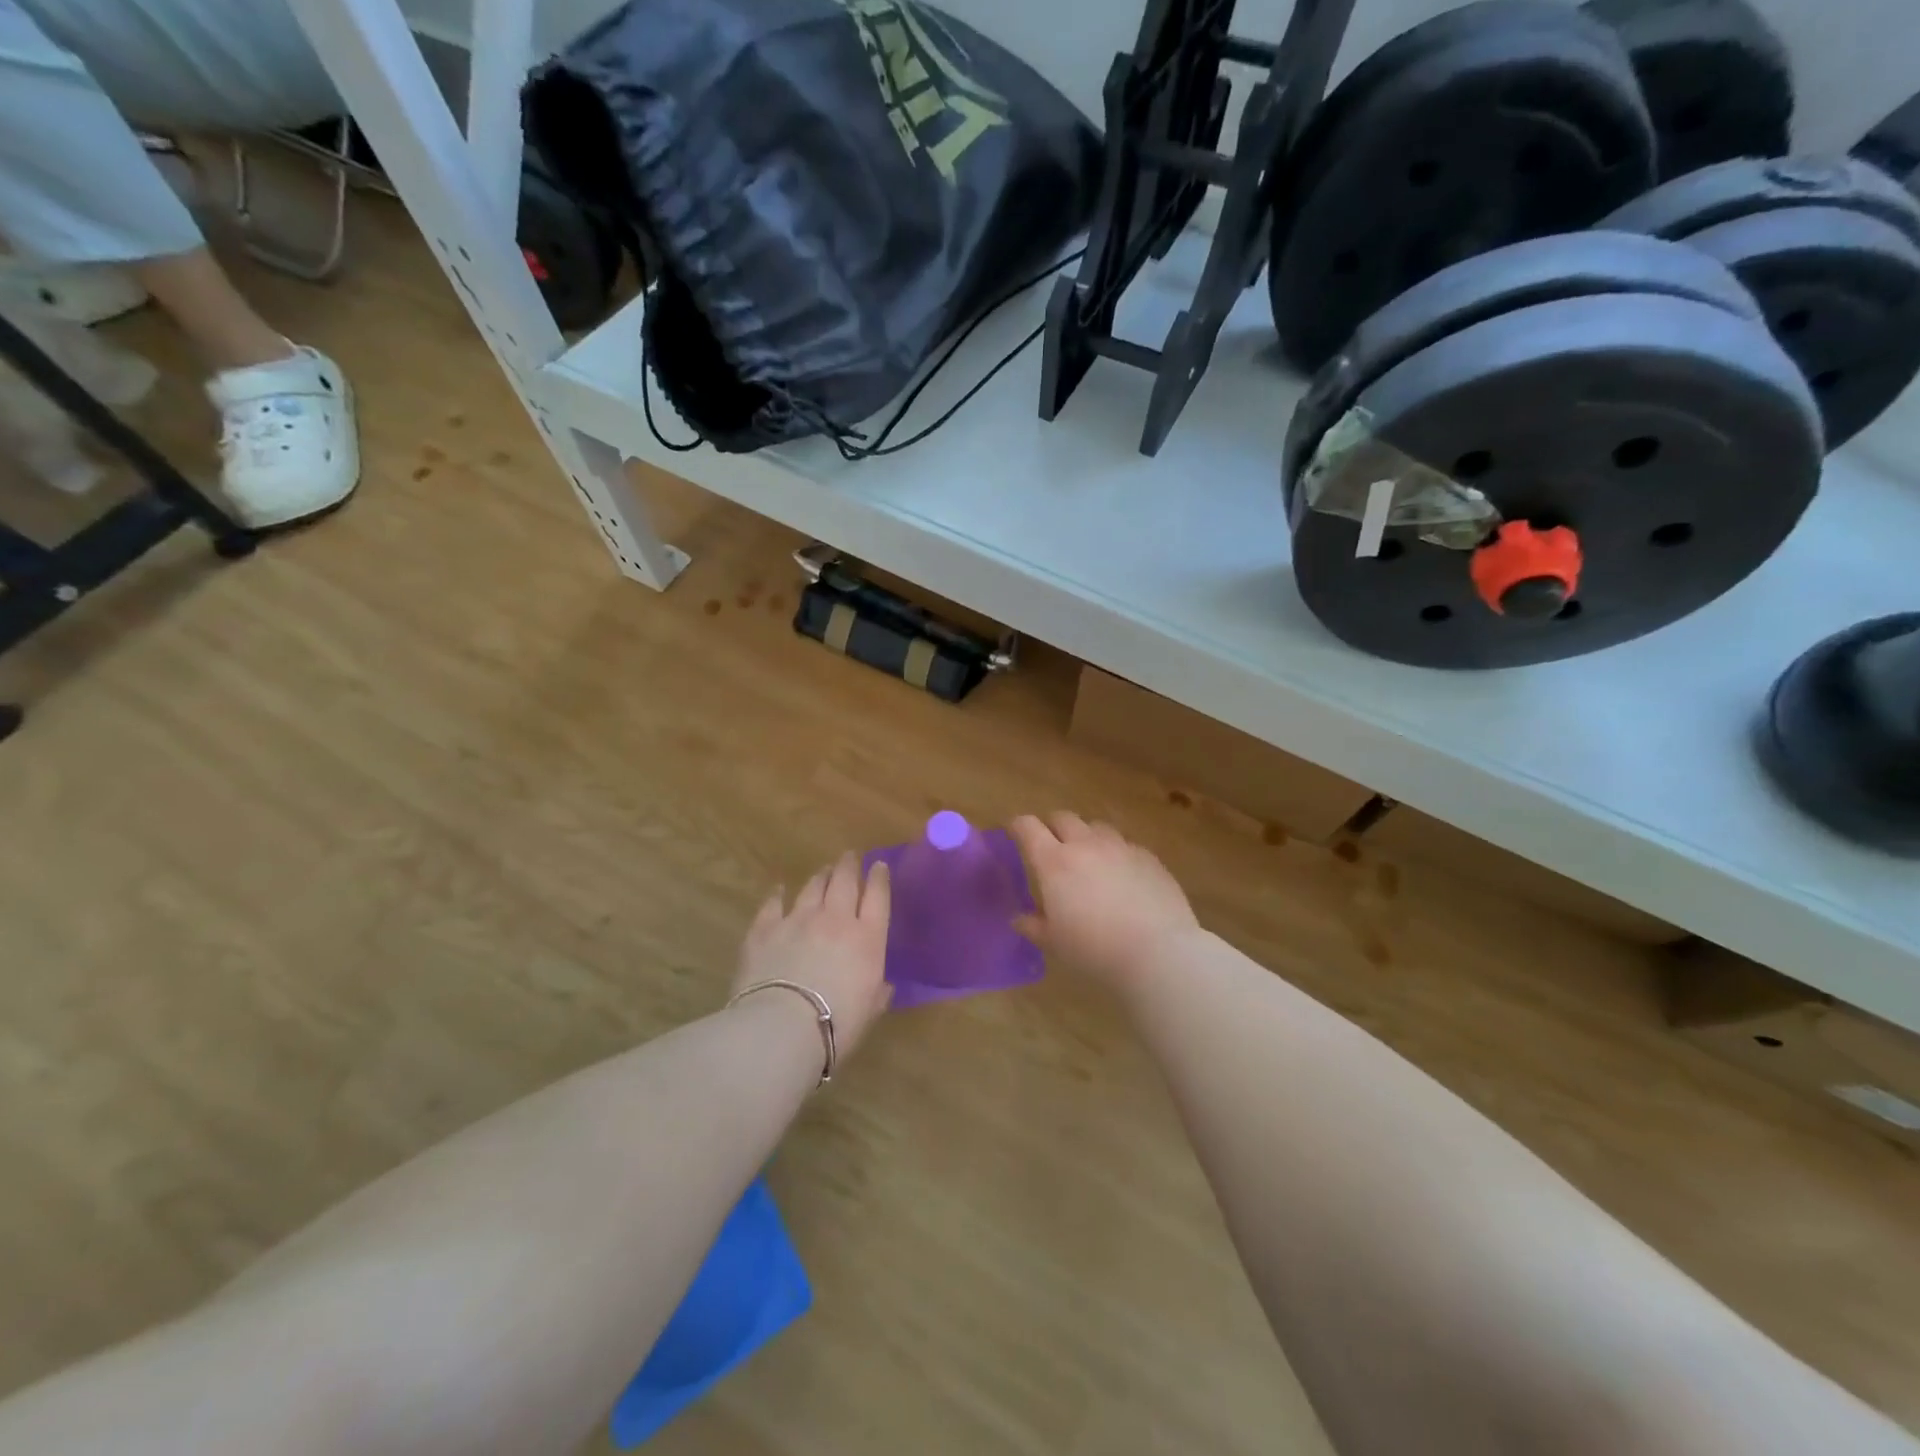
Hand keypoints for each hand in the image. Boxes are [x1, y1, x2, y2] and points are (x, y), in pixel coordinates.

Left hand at [732, 853, 892, 1059]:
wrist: (781, 1028)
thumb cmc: (837, 1024)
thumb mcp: (870, 1011)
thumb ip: (878, 992)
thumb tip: (883, 986)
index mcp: (867, 937)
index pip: (878, 896)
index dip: (879, 877)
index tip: (878, 865)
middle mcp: (835, 919)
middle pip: (844, 881)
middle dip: (849, 865)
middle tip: (850, 857)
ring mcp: (798, 920)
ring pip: (812, 887)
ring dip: (820, 876)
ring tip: (823, 871)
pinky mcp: (765, 929)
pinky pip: (773, 904)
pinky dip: (778, 895)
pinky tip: (779, 890)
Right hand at [1009, 813, 1199, 989]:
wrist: (1156, 952)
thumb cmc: (1094, 949)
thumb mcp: (1054, 943)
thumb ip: (1033, 925)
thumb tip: (1019, 918)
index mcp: (1054, 862)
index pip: (1028, 827)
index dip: (1017, 826)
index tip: (1014, 833)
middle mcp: (1085, 845)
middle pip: (1063, 817)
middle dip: (1052, 827)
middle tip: (1052, 848)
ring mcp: (1120, 847)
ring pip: (1096, 827)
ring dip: (1086, 837)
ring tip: (1089, 860)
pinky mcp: (1148, 857)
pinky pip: (1125, 845)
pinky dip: (1116, 854)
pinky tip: (1122, 877)